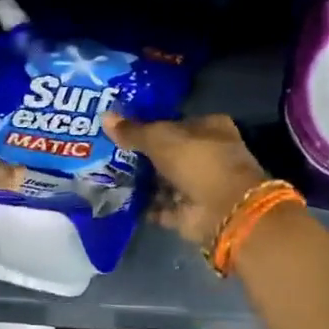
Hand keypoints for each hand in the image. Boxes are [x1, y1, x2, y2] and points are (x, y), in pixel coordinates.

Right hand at [103, 112, 271, 248]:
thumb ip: (133, 131)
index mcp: (209, 128)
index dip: (150, 125)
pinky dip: (145, 206)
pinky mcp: (189, 212)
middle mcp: (207, 155)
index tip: (121, 129)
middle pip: (168, 153)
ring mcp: (199, 186)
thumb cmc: (197, 161)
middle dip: (142, 156)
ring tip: (108, 176)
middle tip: (108, 153)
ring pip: (164, 181)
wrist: (223, 209)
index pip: (175, 123)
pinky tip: (120, 200)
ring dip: (142, 182)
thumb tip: (105, 116)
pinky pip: (161, 207)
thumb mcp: (160, 139)